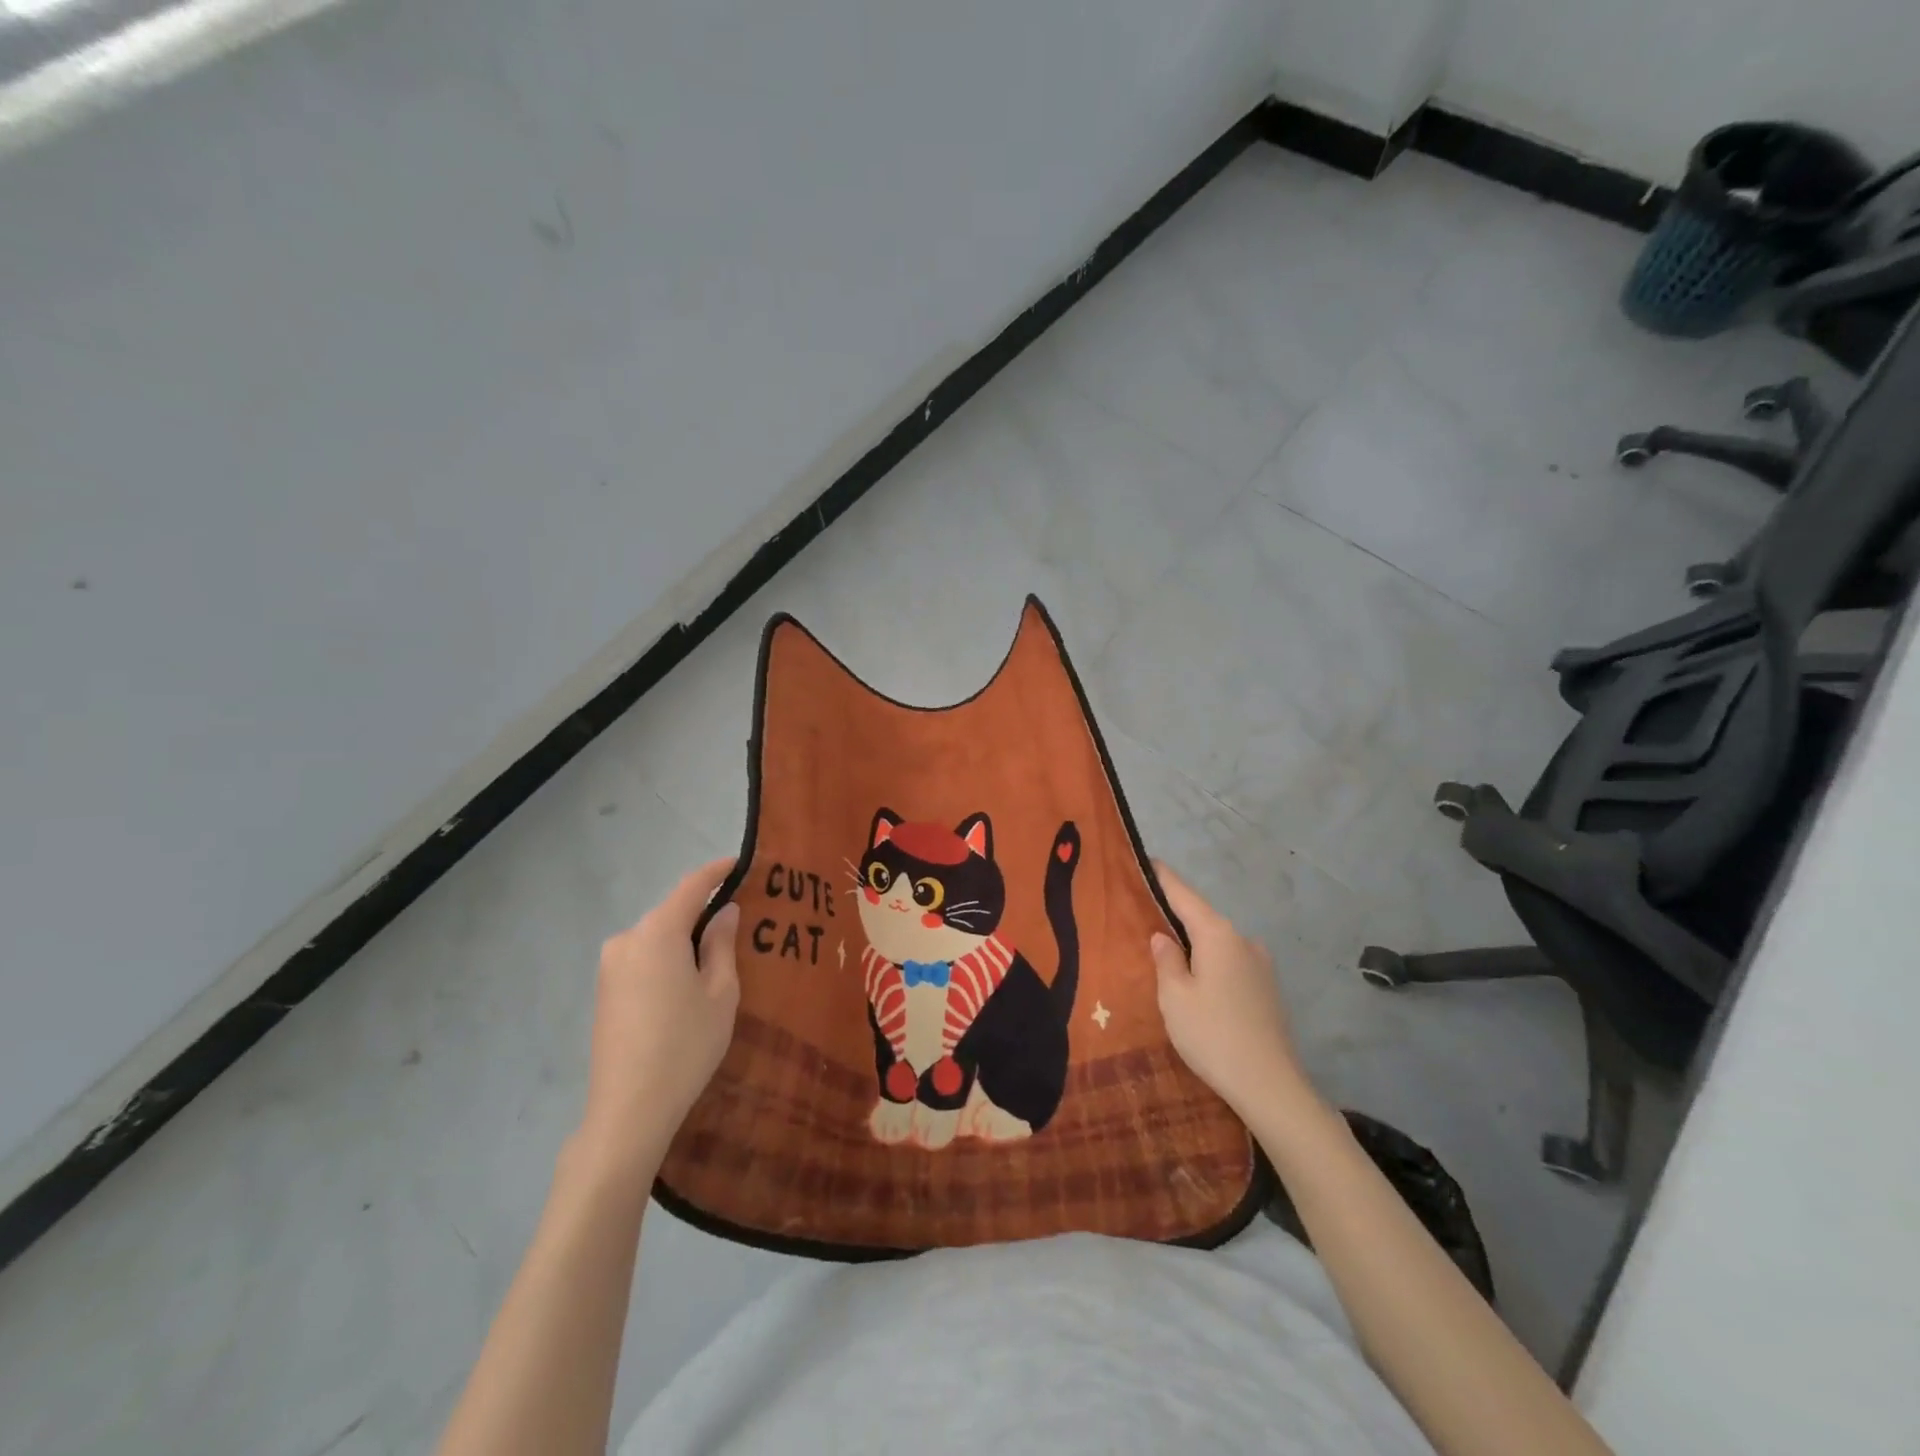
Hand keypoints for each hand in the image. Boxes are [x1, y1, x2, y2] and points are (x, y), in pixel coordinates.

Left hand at [576, 858, 740, 1177]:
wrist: (628, 1109)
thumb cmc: (685, 1045)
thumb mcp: (720, 992)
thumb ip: (721, 944)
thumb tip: (724, 911)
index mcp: (657, 933)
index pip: (691, 886)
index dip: (716, 871)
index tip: (740, 862)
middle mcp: (627, 939)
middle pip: (671, 912)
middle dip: (702, 911)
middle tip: (738, 920)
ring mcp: (610, 965)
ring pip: (656, 936)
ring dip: (684, 938)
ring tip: (717, 956)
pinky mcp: (604, 990)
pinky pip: (642, 957)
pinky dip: (667, 957)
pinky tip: (686, 982)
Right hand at [1151, 862, 1318, 1121]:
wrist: (1270, 1086)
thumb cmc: (1212, 1034)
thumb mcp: (1174, 996)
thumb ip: (1166, 960)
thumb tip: (1162, 937)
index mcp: (1217, 934)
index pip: (1183, 893)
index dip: (1162, 877)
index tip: (1144, 859)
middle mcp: (1242, 940)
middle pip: (1201, 917)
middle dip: (1174, 914)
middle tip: (1143, 913)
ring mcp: (1260, 965)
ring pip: (1217, 943)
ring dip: (1194, 943)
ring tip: (1166, 953)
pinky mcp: (1267, 990)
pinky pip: (1230, 963)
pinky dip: (1210, 963)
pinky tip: (1197, 982)